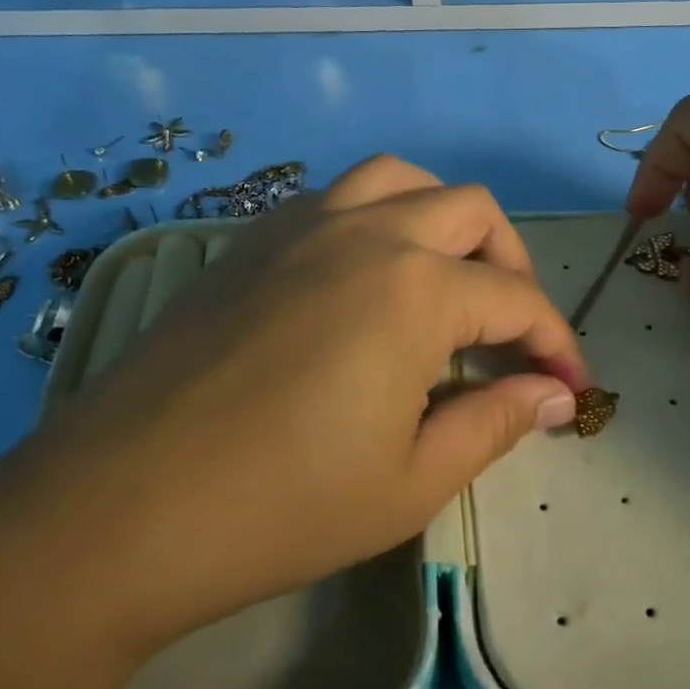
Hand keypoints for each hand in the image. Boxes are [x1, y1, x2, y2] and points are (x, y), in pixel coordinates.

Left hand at [33, 155, 589, 656]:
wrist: (119, 508)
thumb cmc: (280, 506)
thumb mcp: (411, 480)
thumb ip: (494, 421)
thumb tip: (553, 395)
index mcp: (416, 288)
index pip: (515, 299)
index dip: (555, 342)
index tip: (570, 386)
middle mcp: (367, 231)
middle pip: (471, 211)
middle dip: (511, 264)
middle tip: (512, 329)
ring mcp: (302, 224)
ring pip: (400, 180)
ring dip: (442, 219)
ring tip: (445, 279)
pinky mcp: (254, 238)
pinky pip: (337, 197)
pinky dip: (377, 217)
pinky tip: (366, 279)